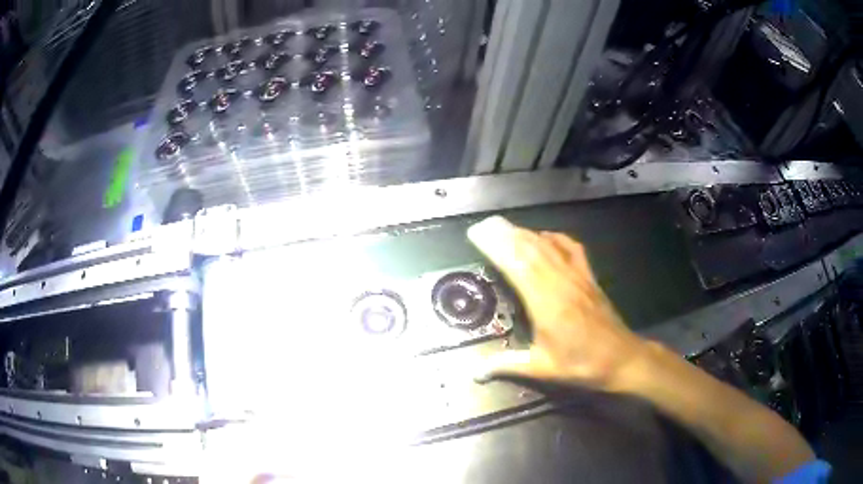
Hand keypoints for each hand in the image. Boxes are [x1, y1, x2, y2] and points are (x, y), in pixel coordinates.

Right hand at [468, 216, 647, 389]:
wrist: (622, 358)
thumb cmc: (581, 365)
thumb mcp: (542, 369)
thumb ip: (507, 365)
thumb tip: (475, 372)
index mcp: (546, 303)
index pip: (517, 266)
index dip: (497, 247)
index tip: (478, 234)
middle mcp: (561, 283)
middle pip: (530, 250)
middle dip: (506, 234)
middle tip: (485, 224)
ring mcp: (577, 277)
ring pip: (549, 246)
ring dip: (526, 233)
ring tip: (505, 226)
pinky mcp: (589, 277)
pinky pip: (572, 249)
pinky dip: (556, 238)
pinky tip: (545, 235)